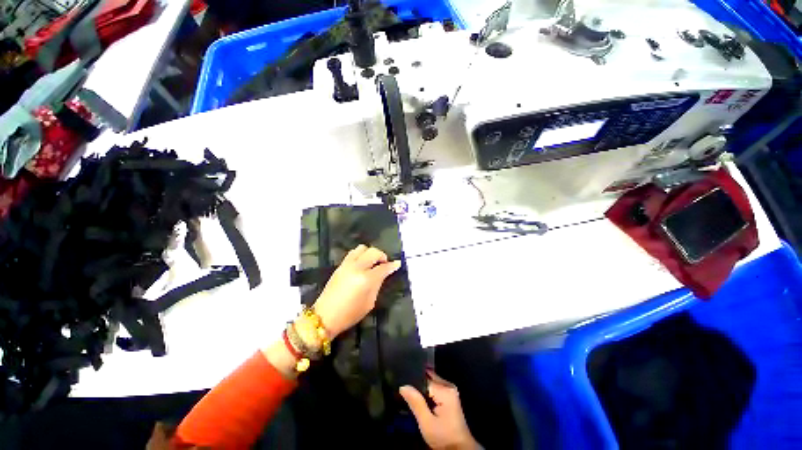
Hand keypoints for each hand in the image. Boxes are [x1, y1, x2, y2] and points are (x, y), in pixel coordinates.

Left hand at [313, 244, 401, 337]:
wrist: (326, 315)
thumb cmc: (350, 314)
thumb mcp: (369, 303)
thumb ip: (376, 286)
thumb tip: (382, 275)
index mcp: (366, 279)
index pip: (383, 268)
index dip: (392, 265)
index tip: (397, 264)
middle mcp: (356, 268)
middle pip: (372, 252)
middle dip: (381, 256)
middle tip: (385, 264)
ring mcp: (346, 265)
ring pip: (361, 249)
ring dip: (369, 253)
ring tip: (372, 263)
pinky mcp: (339, 267)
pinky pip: (352, 254)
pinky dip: (360, 255)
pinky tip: (363, 265)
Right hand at [400, 371, 479, 449]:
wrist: (458, 446)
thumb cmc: (443, 434)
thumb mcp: (426, 421)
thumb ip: (416, 402)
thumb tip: (403, 386)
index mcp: (445, 391)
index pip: (424, 378)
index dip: (410, 382)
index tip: (397, 385)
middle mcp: (449, 389)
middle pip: (427, 379)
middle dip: (414, 384)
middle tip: (399, 391)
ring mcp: (450, 394)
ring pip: (429, 386)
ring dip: (418, 390)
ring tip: (403, 395)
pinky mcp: (447, 401)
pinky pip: (432, 392)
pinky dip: (423, 395)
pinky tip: (413, 400)